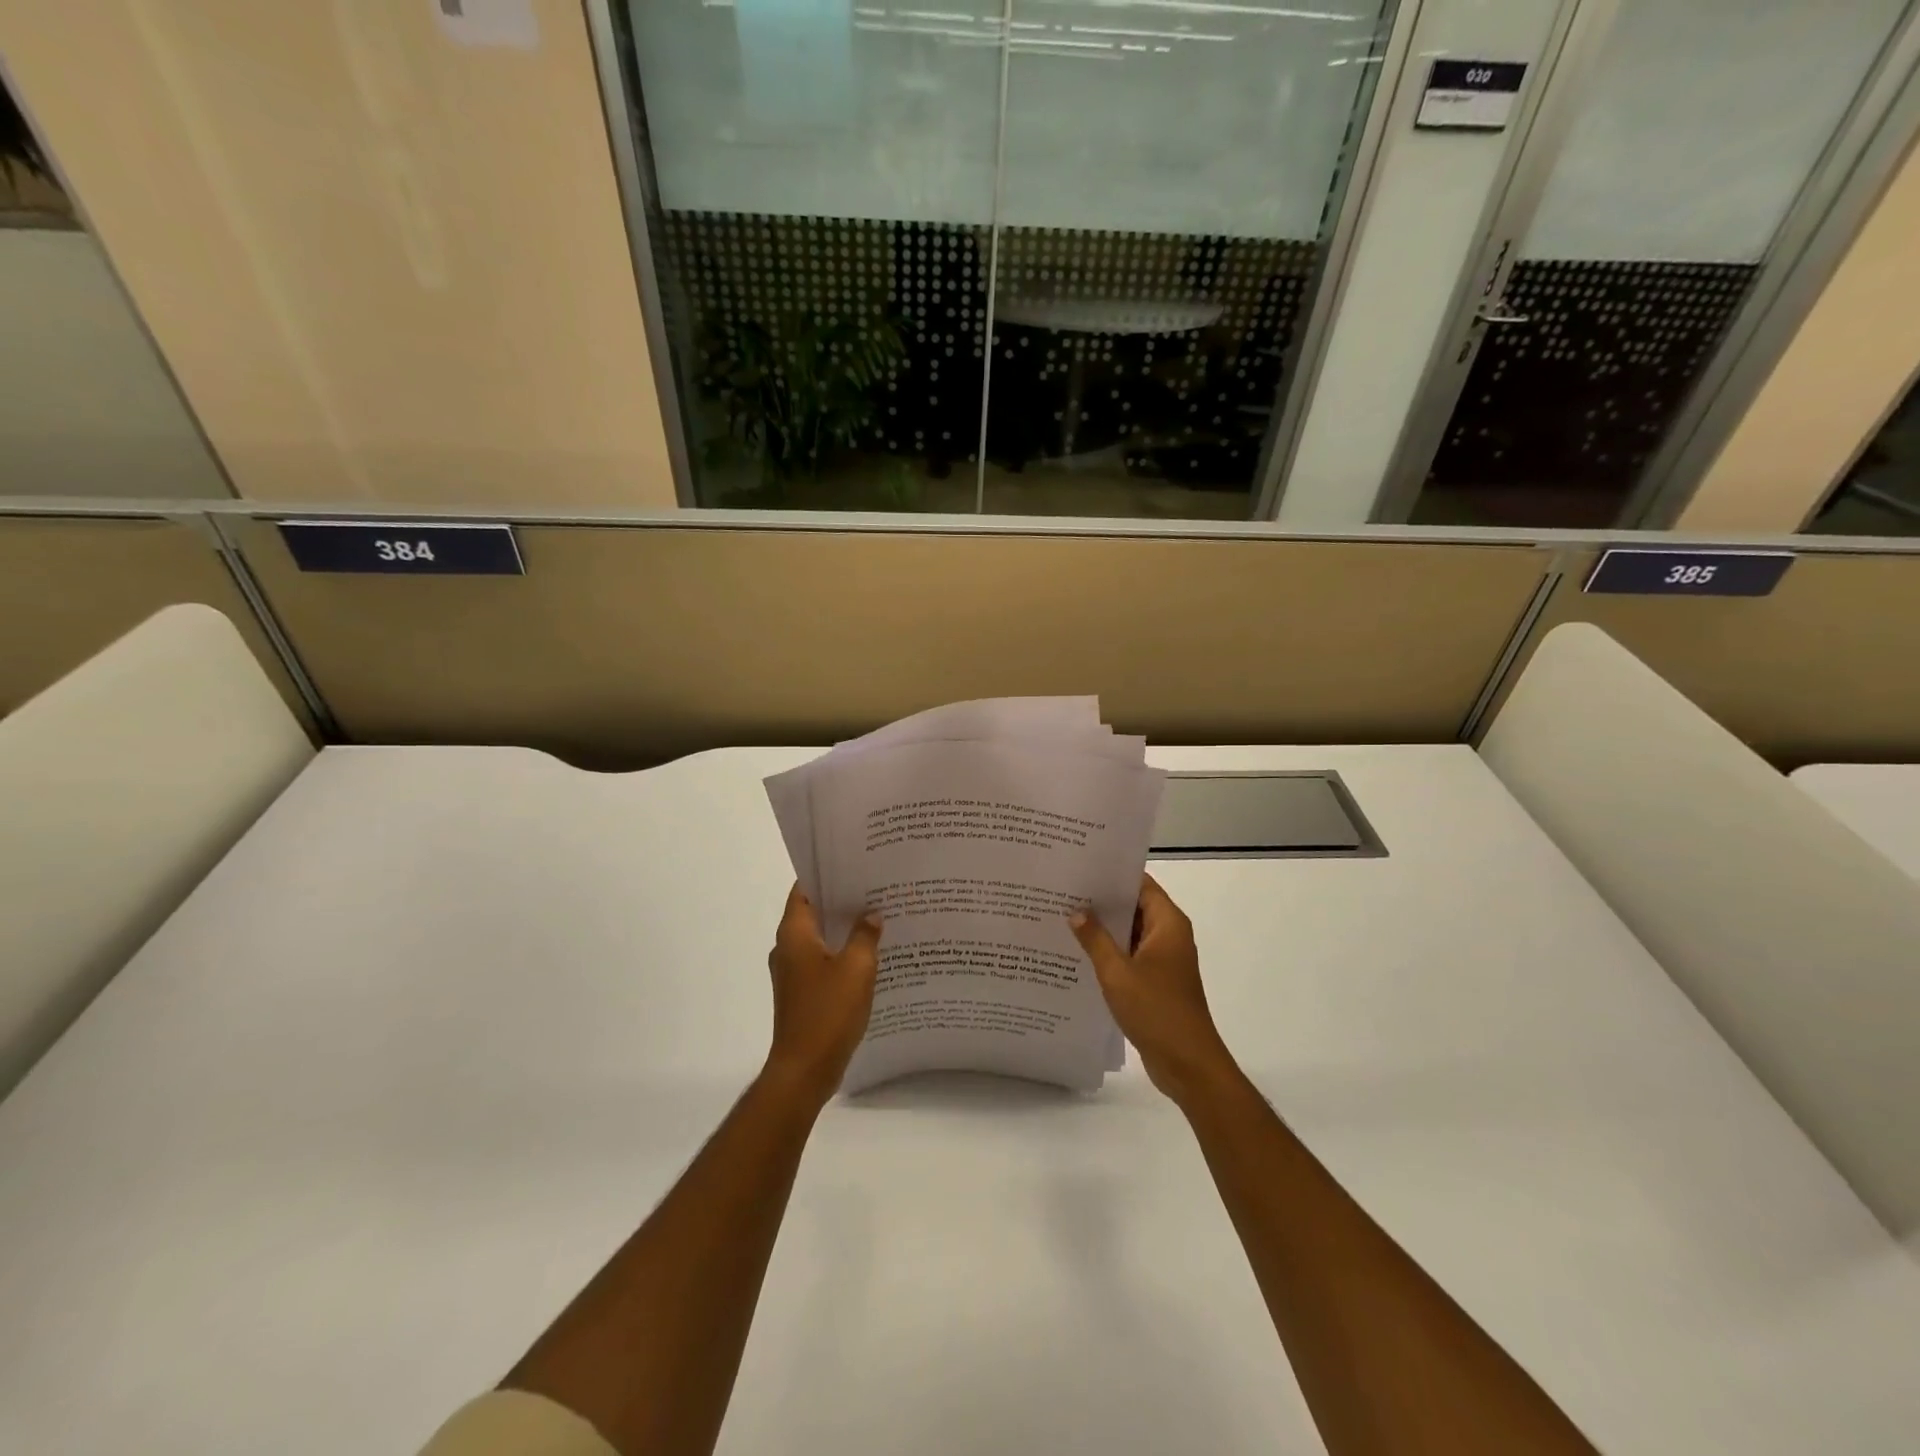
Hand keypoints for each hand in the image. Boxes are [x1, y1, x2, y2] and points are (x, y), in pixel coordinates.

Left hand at [764, 885, 882, 1103]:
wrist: (805, 1070)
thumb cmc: (828, 1012)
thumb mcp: (857, 968)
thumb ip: (865, 935)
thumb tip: (871, 914)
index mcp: (794, 934)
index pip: (804, 889)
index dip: (826, 873)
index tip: (853, 863)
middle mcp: (788, 948)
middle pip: (813, 912)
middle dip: (841, 899)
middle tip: (875, 886)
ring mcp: (793, 972)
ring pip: (820, 938)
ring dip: (844, 928)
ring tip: (878, 915)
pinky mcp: (802, 992)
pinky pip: (823, 961)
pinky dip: (843, 953)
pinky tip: (871, 954)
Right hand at [1070, 875, 1235, 1107]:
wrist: (1188, 1064)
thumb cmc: (1156, 1010)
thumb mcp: (1117, 972)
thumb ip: (1095, 939)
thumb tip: (1076, 910)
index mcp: (1168, 923)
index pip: (1140, 884)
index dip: (1112, 875)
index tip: (1081, 867)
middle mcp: (1169, 935)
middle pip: (1134, 906)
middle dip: (1102, 901)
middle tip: (1064, 890)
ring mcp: (1164, 960)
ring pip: (1130, 933)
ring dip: (1104, 928)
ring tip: (1064, 916)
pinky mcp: (1157, 981)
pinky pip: (1130, 956)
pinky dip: (1110, 952)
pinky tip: (1079, 952)